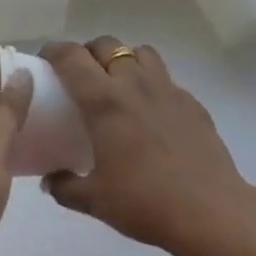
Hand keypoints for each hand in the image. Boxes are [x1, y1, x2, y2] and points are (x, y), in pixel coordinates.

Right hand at [40, 38, 255, 255]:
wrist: (210, 211)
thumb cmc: (144, 202)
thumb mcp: (95, 200)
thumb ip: (65, 186)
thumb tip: (50, 180)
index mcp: (104, 101)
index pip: (72, 57)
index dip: (54, 50)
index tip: (46, 60)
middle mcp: (134, 83)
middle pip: (106, 44)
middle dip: (89, 52)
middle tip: (81, 75)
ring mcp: (167, 89)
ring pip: (140, 52)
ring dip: (124, 59)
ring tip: (118, 83)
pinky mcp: (192, 101)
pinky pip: (166, 79)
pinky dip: (152, 84)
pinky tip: (152, 112)